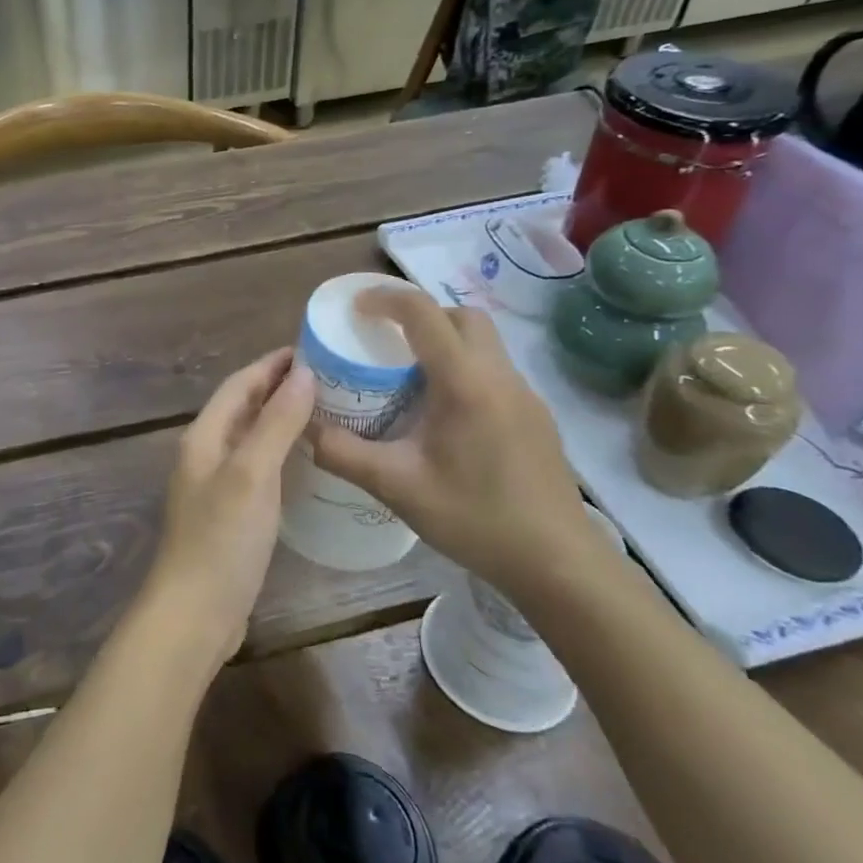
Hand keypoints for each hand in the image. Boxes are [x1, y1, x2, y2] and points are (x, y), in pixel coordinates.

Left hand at [141, 349, 315, 673]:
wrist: (195, 612)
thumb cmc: (222, 538)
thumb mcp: (252, 474)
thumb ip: (277, 423)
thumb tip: (303, 373)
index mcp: (204, 436)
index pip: (239, 384)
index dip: (271, 364)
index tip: (312, 348)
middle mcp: (206, 453)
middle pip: (244, 407)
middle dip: (279, 387)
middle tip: (329, 376)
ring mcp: (217, 484)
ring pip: (251, 436)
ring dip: (282, 418)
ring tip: (326, 409)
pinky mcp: (230, 512)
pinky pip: (258, 466)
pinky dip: (281, 451)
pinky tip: (307, 459)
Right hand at [310, 285, 603, 600]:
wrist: (558, 563)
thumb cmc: (476, 519)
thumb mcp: (397, 487)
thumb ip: (343, 453)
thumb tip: (304, 427)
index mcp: (465, 383)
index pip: (424, 313)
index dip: (385, 298)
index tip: (355, 308)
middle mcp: (500, 376)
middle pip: (461, 316)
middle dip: (420, 315)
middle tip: (385, 341)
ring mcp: (525, 395)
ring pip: (483, 342)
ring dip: (444, 341)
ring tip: (408, 377)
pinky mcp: (536, 416)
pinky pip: (494, 370)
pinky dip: (463, 368)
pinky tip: (444, 414)